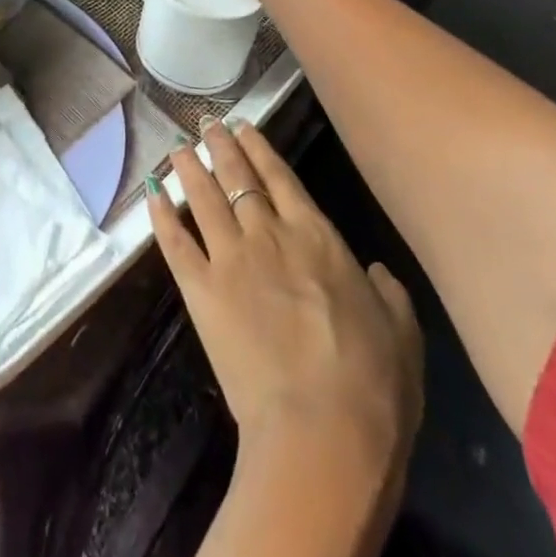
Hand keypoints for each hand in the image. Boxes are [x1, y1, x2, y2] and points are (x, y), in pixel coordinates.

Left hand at [148, 119, 424, 488]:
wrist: (323, 432)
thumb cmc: (373, 386)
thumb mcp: (403, 334)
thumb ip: (390, 294)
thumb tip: (378, 271)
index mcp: (317, 236)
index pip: (280, 177)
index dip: (259, 149)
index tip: (243, 127)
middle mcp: (269, 234)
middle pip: (238, 177)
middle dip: (221, 146)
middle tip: (207, 124)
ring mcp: (231, 259)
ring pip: (204, 198)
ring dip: (189, 169)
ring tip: (178, 146)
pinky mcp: (201, 291)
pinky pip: (176, 242)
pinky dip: (162, 216)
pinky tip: (152, 194)